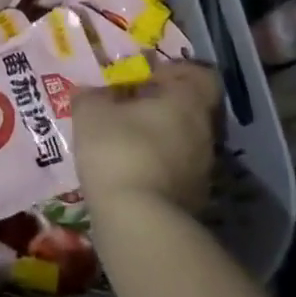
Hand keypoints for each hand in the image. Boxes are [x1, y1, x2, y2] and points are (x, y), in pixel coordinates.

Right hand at [72, 61, 221, 217]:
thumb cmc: (119, 151)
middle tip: (130, 106)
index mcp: (187, 102)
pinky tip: (128, 171)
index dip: (178, 71)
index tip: (149, 75)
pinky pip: (176, 172)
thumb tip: (92, 92)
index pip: (202, 76)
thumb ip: (92, 96)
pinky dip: (158, 167)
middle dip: (163, 106)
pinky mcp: (193, 203)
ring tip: (124, 140)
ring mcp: (202, 172)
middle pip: (192, 109)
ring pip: (185, 142)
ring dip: (160, 138)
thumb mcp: (91, 113)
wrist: (138, 225)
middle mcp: (204, 133)